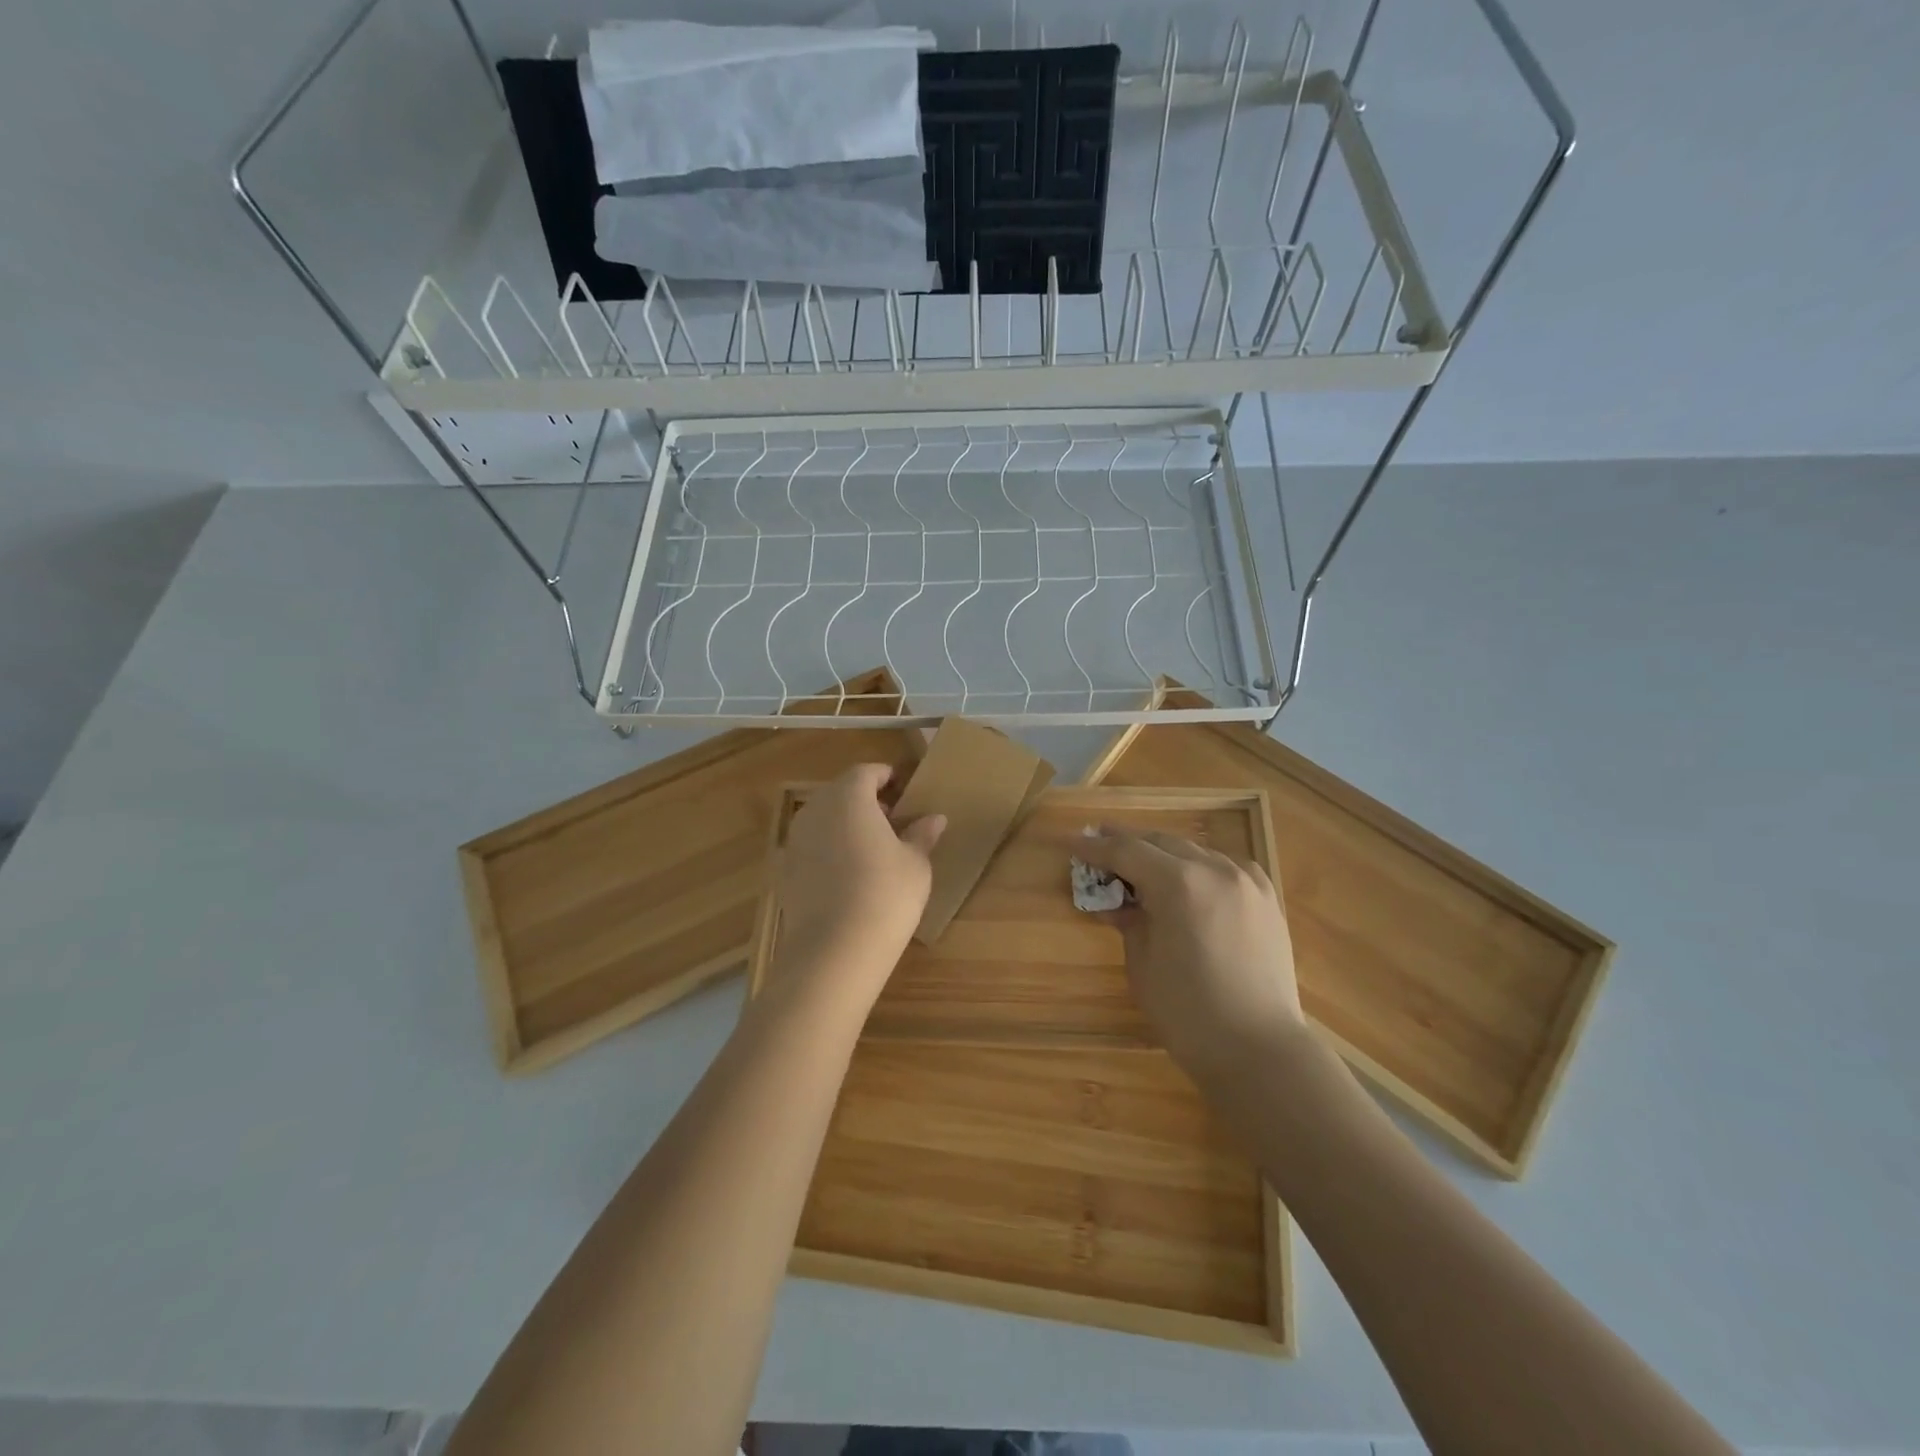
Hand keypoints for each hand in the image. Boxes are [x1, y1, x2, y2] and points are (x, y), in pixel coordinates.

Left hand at [773, 763, 945, 1004]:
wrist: (834, 950)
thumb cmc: (885, 894)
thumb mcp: (915, 864)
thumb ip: (921, 835)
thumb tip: (934, 818)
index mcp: (848, 797)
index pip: (866, 772)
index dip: (885, 777)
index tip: (903, 790)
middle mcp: (816, 810)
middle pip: (840, 793)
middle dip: (864, 800)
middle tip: (891, 820)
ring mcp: (795, 841)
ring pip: (823, 819)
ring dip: (845, 825)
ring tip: (871, 849)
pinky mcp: (785, 871)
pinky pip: (811, 847)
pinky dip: (829, 851)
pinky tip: (848, 876)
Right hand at [1076, 830, 1303, 1077]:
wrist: (1260, 1049)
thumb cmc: (1188, 1012)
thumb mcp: (1142, 963)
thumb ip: (1128, 921)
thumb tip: (1116, 904)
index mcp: (1178, 883)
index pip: (1126, 851)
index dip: (1095, 847)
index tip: (1071, 842)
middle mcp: (1214, 869)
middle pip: (1160, 842)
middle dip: (1126, 842)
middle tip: (1098, 842)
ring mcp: (1246, 880)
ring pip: (1193, 850)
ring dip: (1162, 853)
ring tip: (1138, 863)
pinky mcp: (1267, 898)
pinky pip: (1224, 867)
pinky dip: (1198, 867)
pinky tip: (1188, 879)